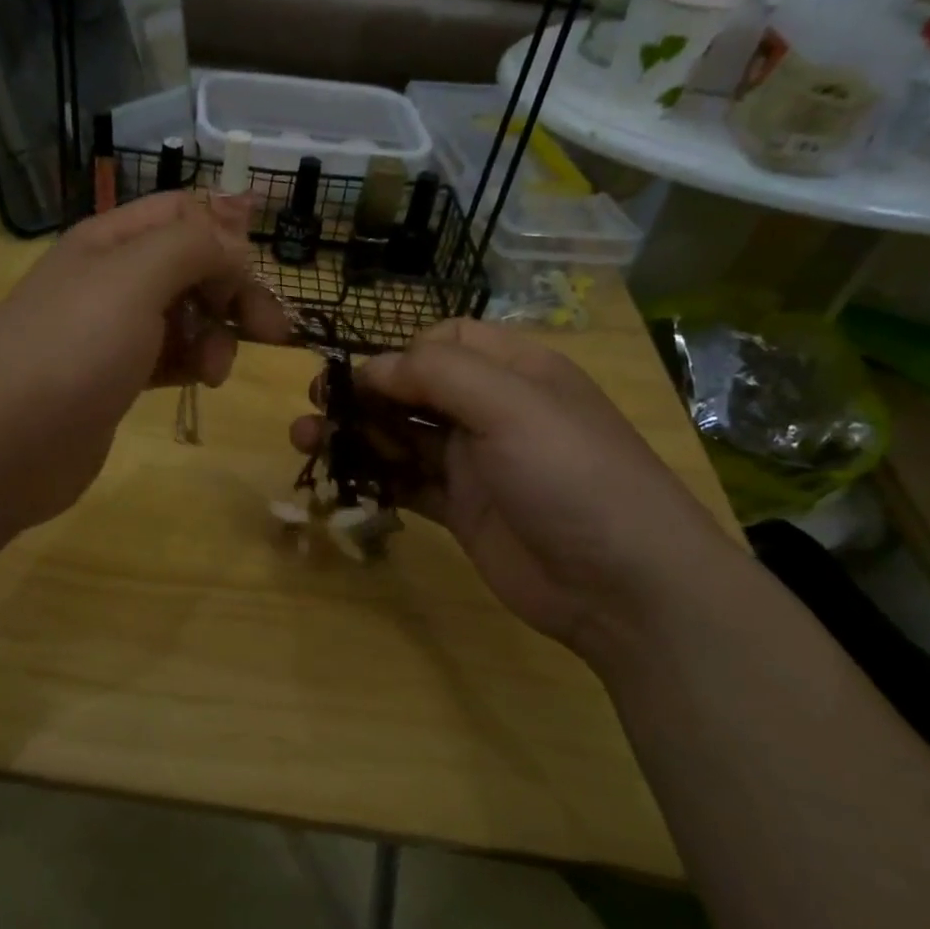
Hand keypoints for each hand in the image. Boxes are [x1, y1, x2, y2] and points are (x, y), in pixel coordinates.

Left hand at [0, 190, 291, 535]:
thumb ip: (193, 245)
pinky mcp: (114, 377)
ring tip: (216, 371)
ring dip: (216, 334)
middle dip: (233, 292)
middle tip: (271, 333)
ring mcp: (110, 331)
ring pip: (186, 314)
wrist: (0, 447)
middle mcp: (111, 277)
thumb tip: (234, 236)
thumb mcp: (136, 280)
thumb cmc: (71, 352)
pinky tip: (201, 381)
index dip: (228, 237)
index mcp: (110, 240)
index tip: (259, 279)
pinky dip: (192, 361)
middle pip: (191, 265)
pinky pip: (170, 354)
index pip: (184, 213)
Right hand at [291, 319, 741, 664]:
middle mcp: (493, 411)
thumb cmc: (571, 475)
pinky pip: (407, 483)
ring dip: (357, 435)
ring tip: (306, 442)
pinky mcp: (462, 510)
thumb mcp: (512, 406)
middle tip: (315, 407)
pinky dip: (374, 479)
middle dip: (364, 394)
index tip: (360, 379)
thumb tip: (371, 366)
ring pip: (402, 436)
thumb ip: (437, 375)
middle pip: (414, 389)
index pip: (446, 341)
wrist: (623, 587)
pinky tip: (339, 481)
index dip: (399, 354)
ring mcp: (476, 463)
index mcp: (515, 371)